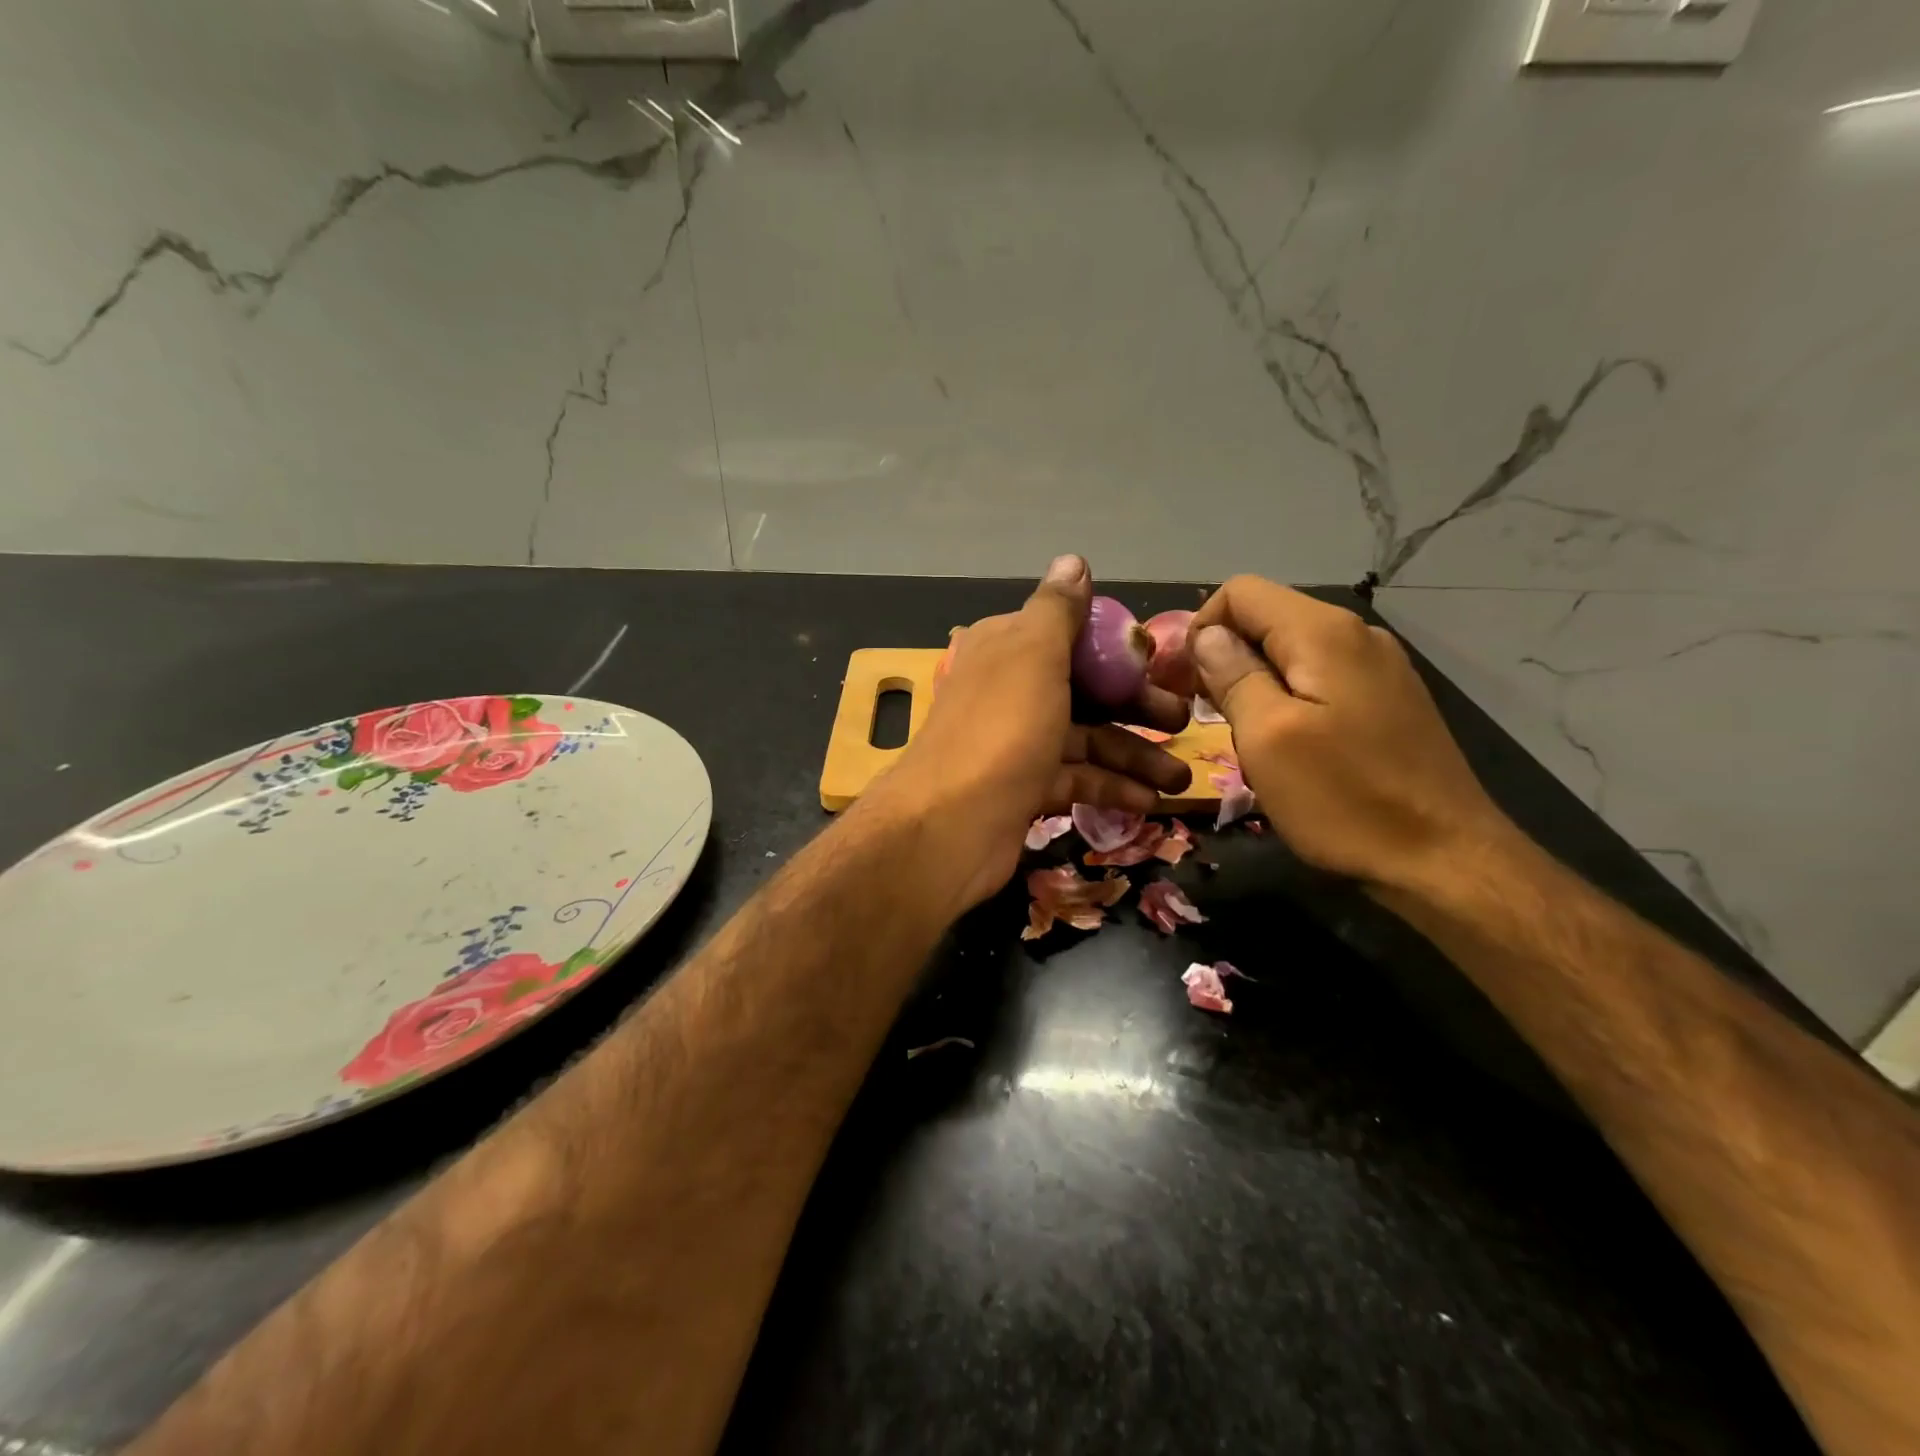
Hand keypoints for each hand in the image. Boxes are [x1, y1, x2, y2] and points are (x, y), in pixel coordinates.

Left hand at [865, 555, 1191, 909]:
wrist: (949, 826)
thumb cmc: (1001, 730)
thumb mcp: (1033, 655)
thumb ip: (1056, 610)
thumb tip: (1073, 560)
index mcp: (1005, 648)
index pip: (1068, 636)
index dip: (1115, 648)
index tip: (1160, 663)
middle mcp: (1008, 690)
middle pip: (1084, 689)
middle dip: (1136, 705)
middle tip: (1184, 721)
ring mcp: (1015, 742)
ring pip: (1085, 739)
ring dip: (1134, 755)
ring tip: (1179, 778)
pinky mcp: (1023, 788)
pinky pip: (1076, 779)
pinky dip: (1111, 787)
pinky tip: (1149, 800)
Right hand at [1188, 575, 1514, 893]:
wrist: (1446, 860)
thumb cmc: (1345, 799)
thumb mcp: (1267, 737)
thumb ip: (1232, 675)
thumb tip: (1207, 636)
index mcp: (1323, 633)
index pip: (1239, 592)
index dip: (1199, 629)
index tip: (1183, 683)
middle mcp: (1356, 635)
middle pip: (1265, 618)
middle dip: (1222, 657)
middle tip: (1200, 713)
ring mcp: (1379, 668)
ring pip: (1290, 651)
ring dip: (1251, 682)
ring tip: (1238, 734)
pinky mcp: (1388, 701)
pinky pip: (1318, 679)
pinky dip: (1285, 699)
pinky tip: (1284, 745)